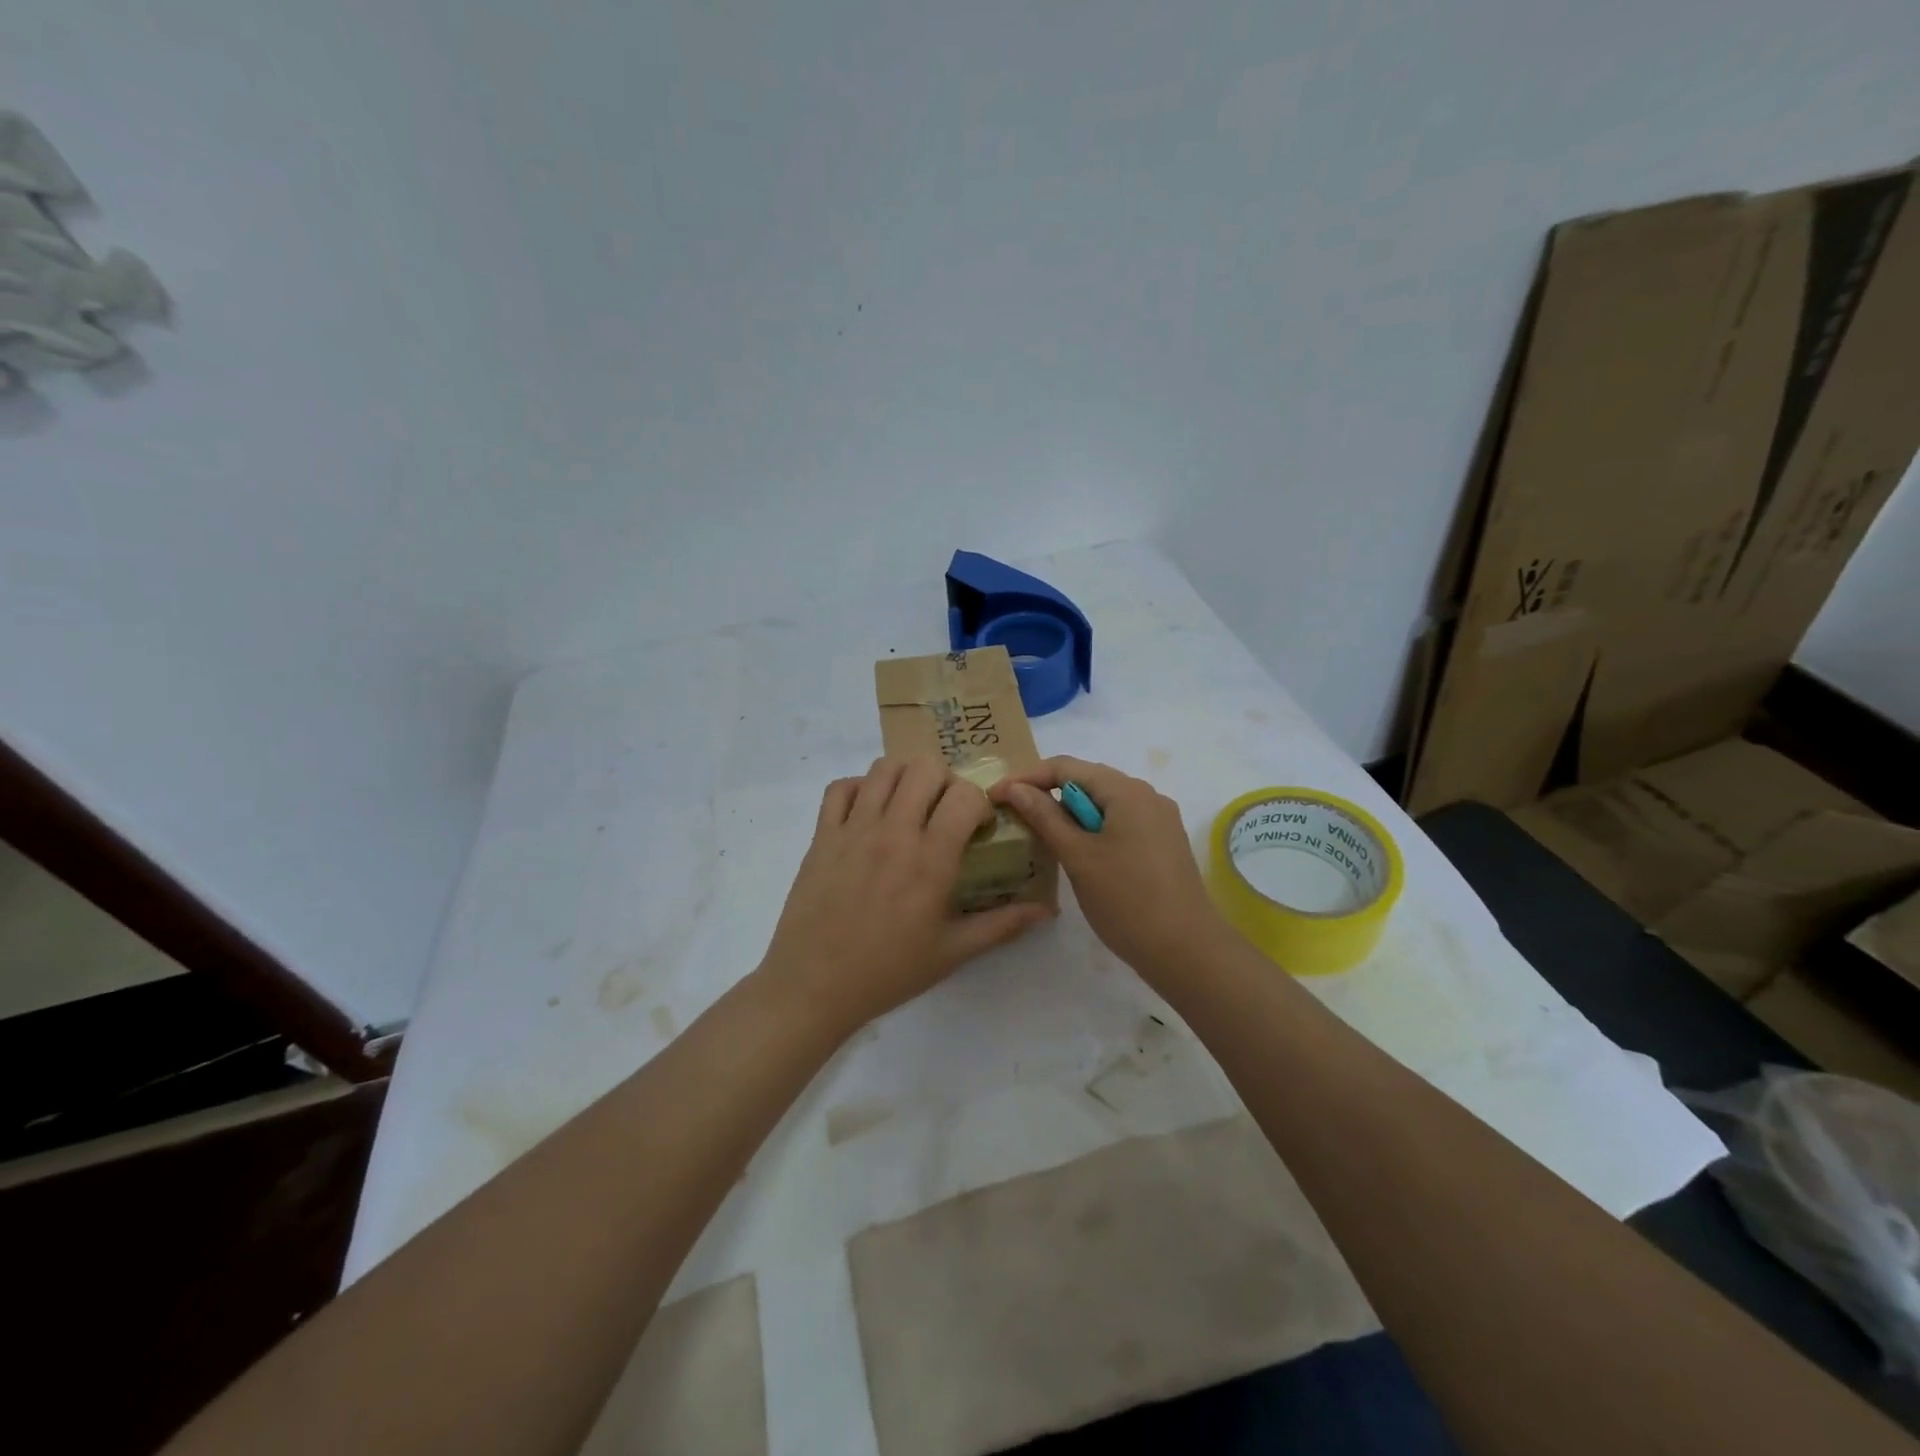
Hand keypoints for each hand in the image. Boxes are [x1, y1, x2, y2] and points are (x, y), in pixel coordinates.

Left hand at [761, 757, 1054, 1032]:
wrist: (814, 986)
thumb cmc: (888, 971)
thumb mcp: (952, 952)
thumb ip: (1001, 925)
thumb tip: (1046, 910)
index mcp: (930, 859)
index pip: (964, 795)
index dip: (979, 802)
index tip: (977, 826)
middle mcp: (893, 832)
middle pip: (924, 768)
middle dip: (944, 781)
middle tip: (943, 811)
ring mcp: (853, 829)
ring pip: (883, 769)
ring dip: (904, 779)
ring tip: (908, 807)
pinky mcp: (822, 835)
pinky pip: (840, 788)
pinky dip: (859, 788)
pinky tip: (868, 812)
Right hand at [992, 757, 1231, 983]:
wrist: (1187, 950)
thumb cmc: (1126, 900)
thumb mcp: (1077, 856)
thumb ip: (1044, 816)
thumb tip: (1014, 787)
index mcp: (1126, 791)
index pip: (1066, 767)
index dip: (1027, 778)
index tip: (996, 797)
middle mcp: (1147, 795)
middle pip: (1086, 780)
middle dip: (1048, 794)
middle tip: (1014, 816)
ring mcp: (1159, 819)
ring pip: (1103, 803)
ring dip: (1069, 814)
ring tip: (1040, 835)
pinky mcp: (1162, 842)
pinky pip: (1119, 821)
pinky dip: (1092, 829)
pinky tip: (1076, 852)